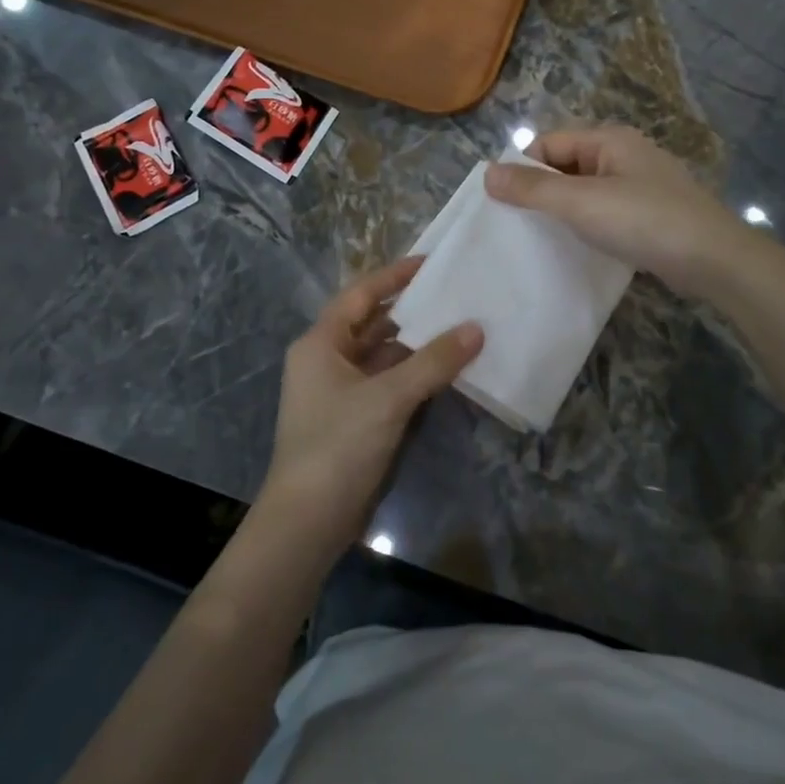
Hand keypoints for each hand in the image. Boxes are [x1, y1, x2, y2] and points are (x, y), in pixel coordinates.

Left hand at [259, 257, 482, 554]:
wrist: (308, 521)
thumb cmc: (338, 445)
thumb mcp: (388, 398)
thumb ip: (434, 361)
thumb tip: (476, 328)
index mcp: (321, 343)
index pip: (360, 294)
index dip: (394, 276)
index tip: (431, 263)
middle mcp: (327, 360)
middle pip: (373, 323)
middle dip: (412, 310)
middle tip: (455, 294)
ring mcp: (340, 392)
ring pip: (383, 355)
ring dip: (417, 345)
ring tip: (460, 327)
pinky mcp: (354, 418)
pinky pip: (388, 383)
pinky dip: (414, 374)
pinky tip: (446, 369)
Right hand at [485, 125, 753, 299]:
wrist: (713, 259)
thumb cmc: (644, 220)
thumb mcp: (581, 202)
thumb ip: (533, 188)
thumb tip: (487, 173)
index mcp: (609, 140)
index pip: (549, 144)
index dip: (523, 169)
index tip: (501, 204)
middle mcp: (624, 155)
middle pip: (566, 166)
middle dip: (541, 192)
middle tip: (514, 226)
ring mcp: (640, 186)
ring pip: (586, 192)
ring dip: (563, 212)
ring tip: (538, 240)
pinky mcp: (650, 215)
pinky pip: (606, 212)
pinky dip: (588, 226)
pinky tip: (576, 248)